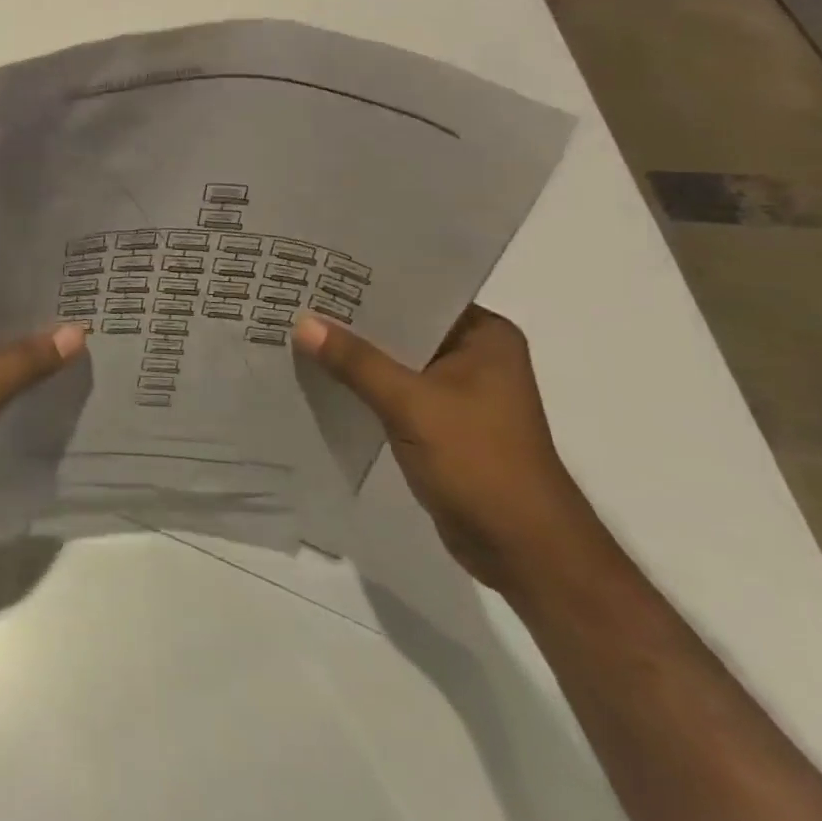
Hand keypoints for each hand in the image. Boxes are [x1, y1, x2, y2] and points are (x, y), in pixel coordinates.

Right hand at [292, 305, 602, 592]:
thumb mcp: (413, 405)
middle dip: (353, 317)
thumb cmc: (481, 464)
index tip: (319, 266)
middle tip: (297, 293)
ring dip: (353, 353)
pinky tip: (318, 372)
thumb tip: (301, 322)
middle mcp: (473, 354)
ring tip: (296, 326)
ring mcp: (456, 391)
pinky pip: (391, 389)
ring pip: (393, 358)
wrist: (525, 554)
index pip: (417, 291)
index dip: (368, 281)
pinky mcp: (438, 422)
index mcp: (483, 335)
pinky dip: (360, 384)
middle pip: (401, 325)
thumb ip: (356, 361)